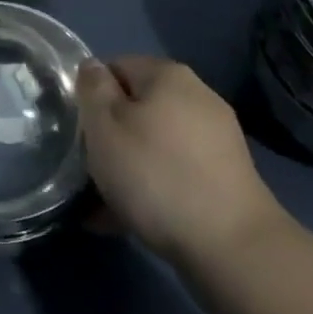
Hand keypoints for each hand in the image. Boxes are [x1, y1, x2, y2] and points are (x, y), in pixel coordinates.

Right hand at [77, 56, 291, 270]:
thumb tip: (93, 68)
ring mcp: (216, 139)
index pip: (116, 67)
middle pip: (137, 108)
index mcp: (168, 74)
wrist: (232, 246)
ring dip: (128, 168)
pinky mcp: (226, 178)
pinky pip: (176, 173)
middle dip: (110, 137)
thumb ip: (93, 90)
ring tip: (103, 208)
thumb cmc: (156, 174)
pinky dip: (153, 189)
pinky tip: (130, 221)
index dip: (92, 96)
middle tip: (90, 172)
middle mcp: (197, 96)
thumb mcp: (105, 126)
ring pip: (155, 144)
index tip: (80, 132)